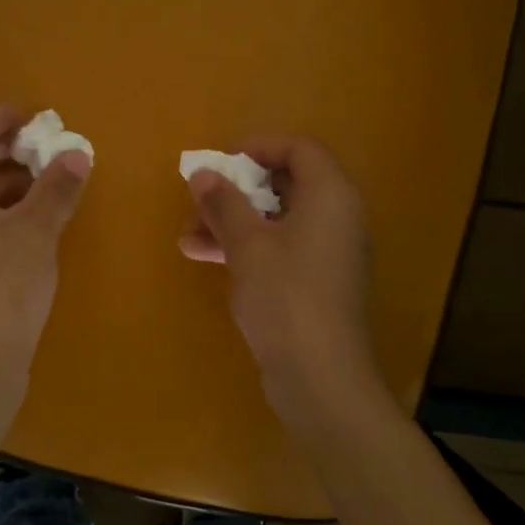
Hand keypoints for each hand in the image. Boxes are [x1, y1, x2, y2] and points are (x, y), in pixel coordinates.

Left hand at [0, 104, 90, 380]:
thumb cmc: (2, 284)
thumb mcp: (36, 230)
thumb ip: (56, 188)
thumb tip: (77, 153)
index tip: (29, 112)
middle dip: (3, 150)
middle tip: (40, 140)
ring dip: (6, 182)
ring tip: (45, 175)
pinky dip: (2, 211)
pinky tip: (34, 217)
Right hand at [179, 136, 381, 414]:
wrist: (321, 377)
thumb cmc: (286, 297)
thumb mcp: (248, 244)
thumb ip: (224, 203)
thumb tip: (203, 174)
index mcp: (330, 197)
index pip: (300, 149)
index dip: (259, 147)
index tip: (221, 160)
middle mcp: (336, 219)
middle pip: (286, 184)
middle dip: (236, 190)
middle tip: (199, 199)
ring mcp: (327, 254)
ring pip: (276, 220)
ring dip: (232, 222)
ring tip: (188, 235)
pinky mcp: (315, 284)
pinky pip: (279, 250)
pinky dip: (245, 248)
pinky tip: (204, 257)